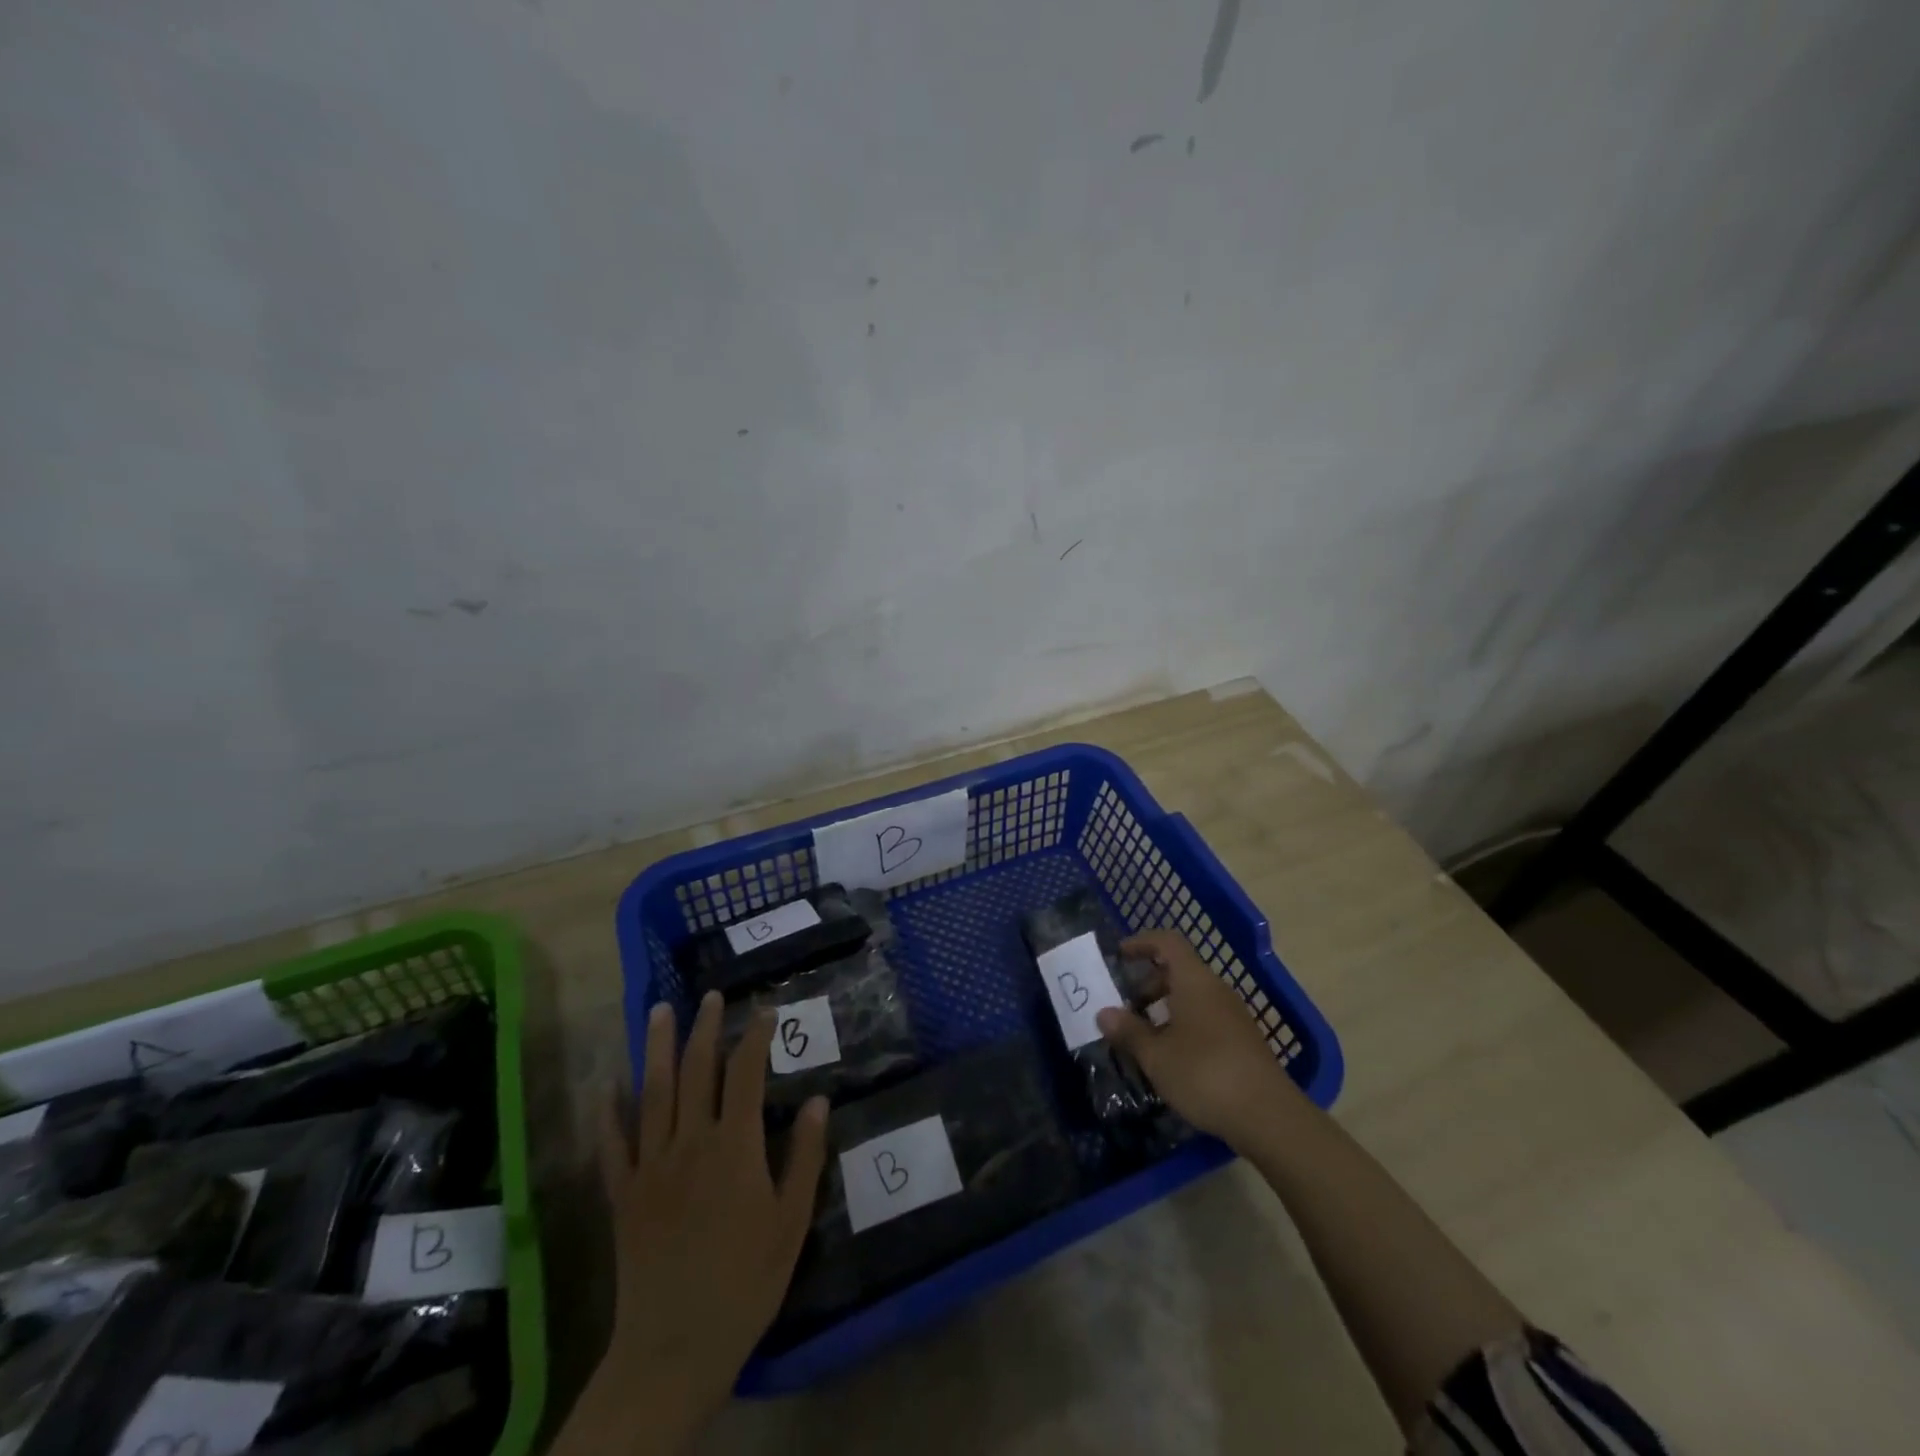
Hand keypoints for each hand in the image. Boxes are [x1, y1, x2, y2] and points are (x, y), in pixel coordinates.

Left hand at [590, 992, 827, 1446]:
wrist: (675, 1346)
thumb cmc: (746, 1281)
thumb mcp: (792, 1221)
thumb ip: (806, 1156)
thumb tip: (819, 1099)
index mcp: (736, 1146)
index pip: (747, 1074)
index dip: (756, 1037)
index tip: (765, 1009)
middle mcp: (691, 1143)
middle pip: (698, 1071)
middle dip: (706, 1028)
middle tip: (710, 995)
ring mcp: (651, 1165)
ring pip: (654, 1093)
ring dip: (658, 1048)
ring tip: (660, 1011)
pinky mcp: (623, 1194)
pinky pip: (613, 1143)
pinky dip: (609, 1111)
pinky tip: (608, 1084)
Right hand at [1096, 928, 1296, 1144]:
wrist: (1269, 1117)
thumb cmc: (1205, 1074)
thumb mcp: (1157, 1056)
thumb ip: (1128, 1031)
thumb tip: (1103, 1013)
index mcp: (1194, 981)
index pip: (1167, 942)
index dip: (1142, 942)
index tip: (1119, 955)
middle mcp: (1215, 990)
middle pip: (1178, 970)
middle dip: (1148, 984)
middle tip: (1125, 1008)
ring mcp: (1233, 1015)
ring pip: (1192, 996)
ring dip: (1164, 1008)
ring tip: (1143, 1036)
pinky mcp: (1242, 1040)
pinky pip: (1205, 1017)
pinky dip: (1182, 1024)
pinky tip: (1171, 1057)